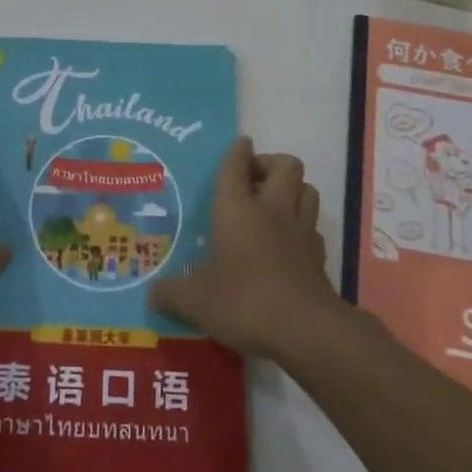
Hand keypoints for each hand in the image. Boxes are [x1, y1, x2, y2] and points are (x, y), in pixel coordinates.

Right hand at [150, 137, 340, 356]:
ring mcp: (301, 231)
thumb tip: (152, 295)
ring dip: (293, 190)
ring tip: (274, 206)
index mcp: (238, 209)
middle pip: (286, 165)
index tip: (240, 144)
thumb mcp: (195, 301)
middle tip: (253, 180)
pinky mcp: (319, 256)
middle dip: (271, 164)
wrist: (304, 328)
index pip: (236, 166)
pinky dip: (302, 226)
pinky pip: (313, 226)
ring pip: (307, 189)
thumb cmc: (243, 300)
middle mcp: (272, 210)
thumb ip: (171, 294)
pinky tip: (289, 243)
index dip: (237, 152)